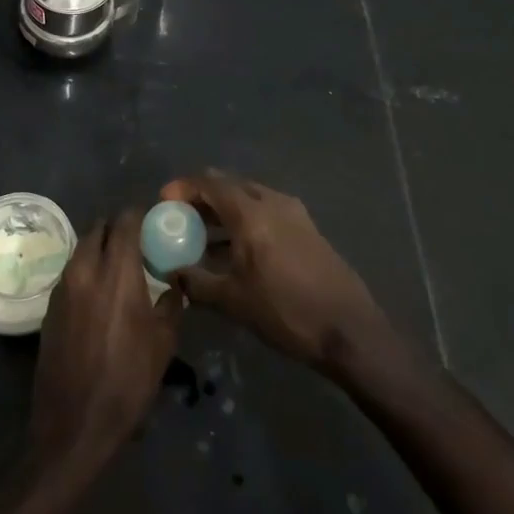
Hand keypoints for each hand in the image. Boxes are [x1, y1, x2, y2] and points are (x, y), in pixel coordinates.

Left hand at [29, 209, 182, 473]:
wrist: (74, 424)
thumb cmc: (128, 382)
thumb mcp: (163, 343)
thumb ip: (171, 303)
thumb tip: (174, 282)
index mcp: (117, 273)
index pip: (125, 221)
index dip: (139, 215)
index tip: (153, 221)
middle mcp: (86, 270)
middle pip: (99, 228)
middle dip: (118, 229)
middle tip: (137, 244)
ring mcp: (63, 287)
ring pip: (82, 248)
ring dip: (100, 248)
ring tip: (120, 267)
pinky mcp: (50, 306)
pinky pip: (72, 271)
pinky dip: (87, 269)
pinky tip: (100, 293)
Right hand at [160, 170, 388, 372]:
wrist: (349, 330)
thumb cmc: (286, 312)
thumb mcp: (233, 301)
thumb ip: (196, 281)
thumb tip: (171, 272)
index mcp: (252, 213)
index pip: (211, 183)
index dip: (184, 187)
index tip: (165, 201)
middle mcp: (274, 203)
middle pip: (231, 185)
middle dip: (203, 197)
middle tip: (182, 216)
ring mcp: (295, 214)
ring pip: (251, 198)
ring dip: (225, 210)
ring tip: (203, 235)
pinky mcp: (308, 229)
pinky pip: (267, 212)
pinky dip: (246, 220)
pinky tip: (236, 250)